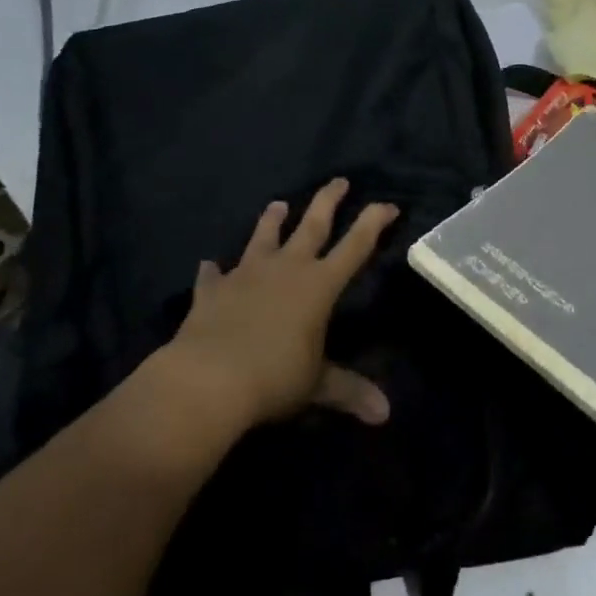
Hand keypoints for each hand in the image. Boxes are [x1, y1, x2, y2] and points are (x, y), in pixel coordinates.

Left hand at [165, 179, 398, 430]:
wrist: (207, 379)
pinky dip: (214, 271)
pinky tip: (209, 265)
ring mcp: (246, 275)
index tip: (388, 205)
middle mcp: (286, 269)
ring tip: (277, 204)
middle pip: (312, 225)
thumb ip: (349, 391)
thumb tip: (385, 415)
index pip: (355, 246)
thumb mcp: (316, 384)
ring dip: (271, 220)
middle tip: (339, 180)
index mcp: (319, 285)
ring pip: (263, 237)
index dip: (374, 222)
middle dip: (328, 201)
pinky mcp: (212, 291)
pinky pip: (214, 276)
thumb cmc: (273, 377)